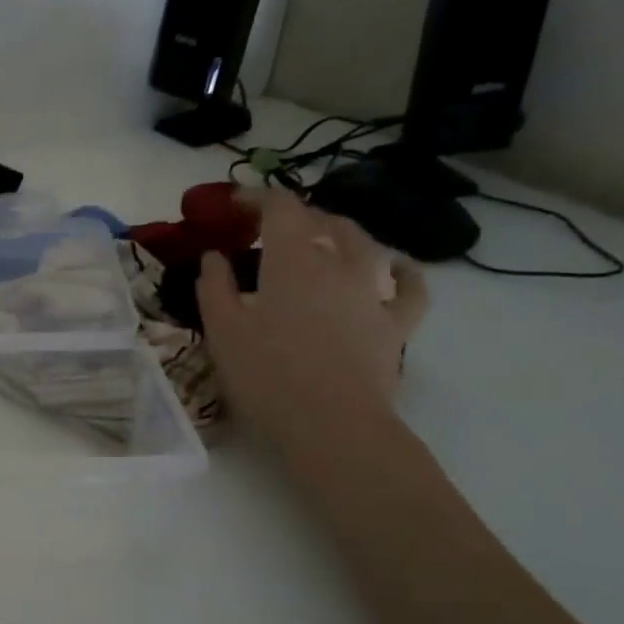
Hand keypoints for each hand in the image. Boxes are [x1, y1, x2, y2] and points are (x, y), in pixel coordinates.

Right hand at [197, 190, 427, 450]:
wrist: (331, 425)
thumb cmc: (267, 375)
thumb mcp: (222, 330)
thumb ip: (214, 286)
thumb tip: (215, 256)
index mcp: (293, 260)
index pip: (280, 208)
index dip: (257, 197)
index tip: (234, 204)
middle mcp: (338, 265)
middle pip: (323, 221)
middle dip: (295, 215)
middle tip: (269, 228)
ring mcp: (372, 294)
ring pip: (364, 245)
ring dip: (341, 233)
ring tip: (324, 238)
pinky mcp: (395, 325)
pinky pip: (409, 289)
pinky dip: (403, 273)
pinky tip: (397, 269)